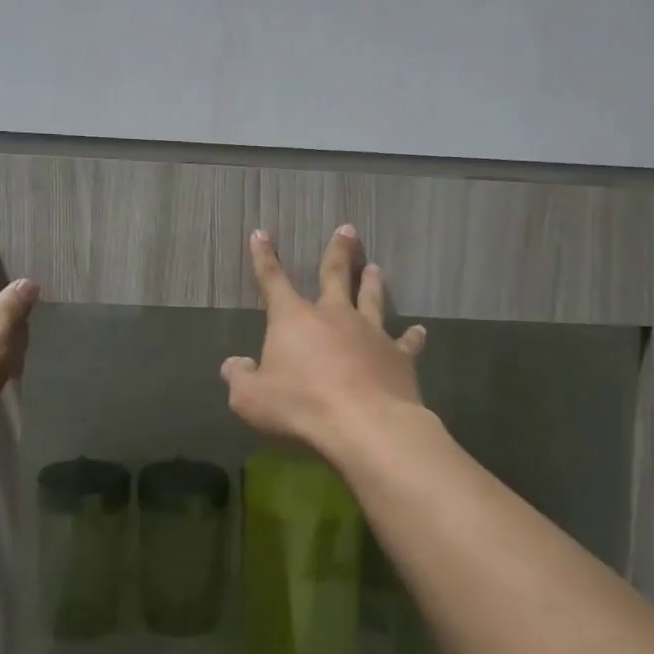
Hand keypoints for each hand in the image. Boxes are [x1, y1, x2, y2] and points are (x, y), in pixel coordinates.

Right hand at [221, 225, 427, 455]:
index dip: (264, 257)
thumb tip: (233, 365)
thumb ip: (239, 378)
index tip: (262, 233)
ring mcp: (371, 333)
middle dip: (338, 251)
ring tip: (376, 268)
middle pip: (335, 275)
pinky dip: (412, 336)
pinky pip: (406, 342)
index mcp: (294, 319)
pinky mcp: (399, 356)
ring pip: (372, 299)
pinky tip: (419, 331)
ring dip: (372, 283)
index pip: (273, 280)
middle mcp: (334, 316)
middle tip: (347, 229)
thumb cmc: (301, 406)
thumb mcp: (250, 398)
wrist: (364, 424)